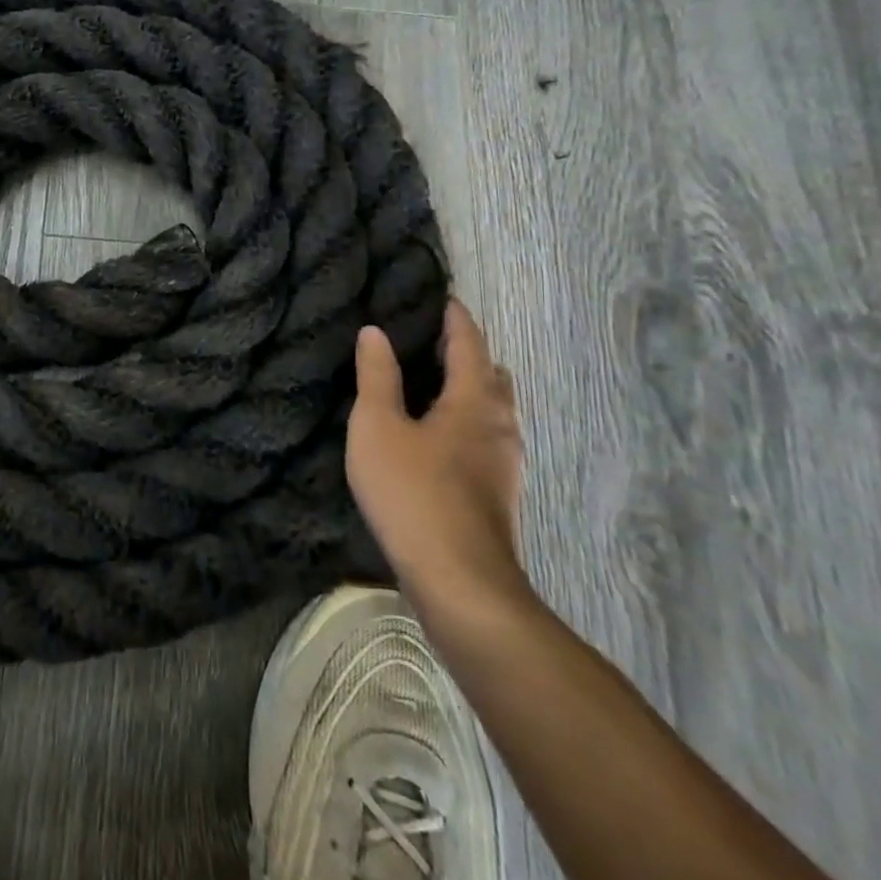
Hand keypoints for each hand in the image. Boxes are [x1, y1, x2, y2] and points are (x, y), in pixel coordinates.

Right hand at [346, 299, 528, 619]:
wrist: (459, 581)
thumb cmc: (413, 492)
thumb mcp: (378, 427)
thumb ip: (376, 377)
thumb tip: (375, 331)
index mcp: (474, 401)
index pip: (469, 344)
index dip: (456, 319)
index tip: (444, 298)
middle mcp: (501, 426)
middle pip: (492, 376)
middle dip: (470, 354)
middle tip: (436, 342)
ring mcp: (505, 464)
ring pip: (496, 412)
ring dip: (474, 391)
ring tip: (439, 385)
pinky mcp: (500, 494)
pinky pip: (489, 439)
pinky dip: (471, 422)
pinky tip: (445, 439)